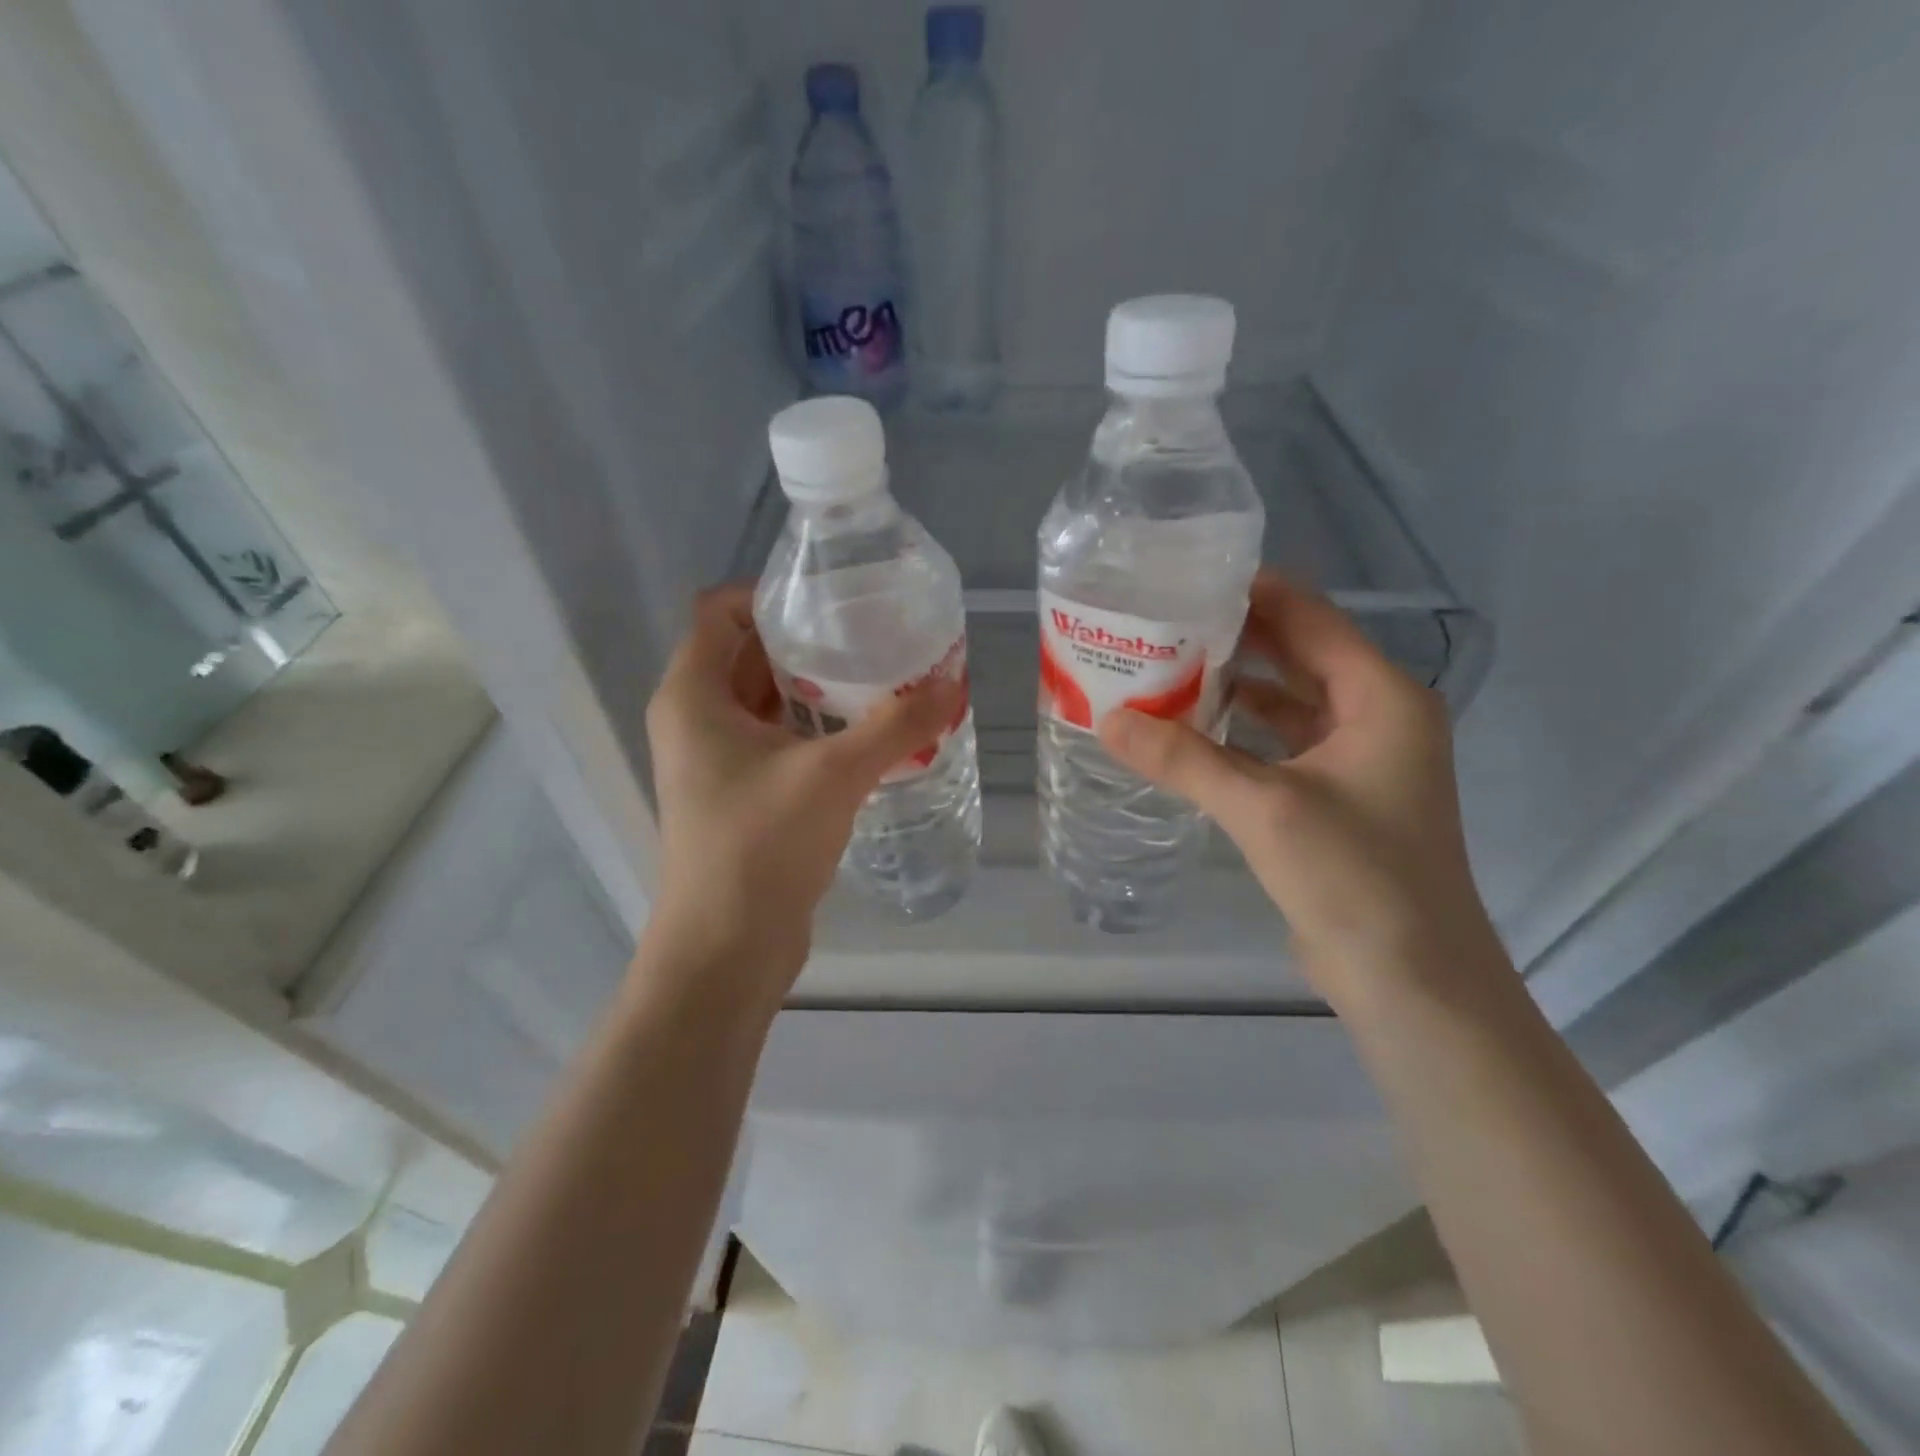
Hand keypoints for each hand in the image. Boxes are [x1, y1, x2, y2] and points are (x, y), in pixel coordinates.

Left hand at [643, 585, 960, 991]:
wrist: (726, 948)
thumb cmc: (760, 845)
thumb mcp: (834, 774)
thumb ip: (896, 725)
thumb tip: (954, 683)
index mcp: (692, 695)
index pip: (720, 611)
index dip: (772, 595)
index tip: (834, 602)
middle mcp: (694, 720)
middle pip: (748, 654)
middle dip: (809, 643)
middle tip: (873, 637)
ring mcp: (714, 760)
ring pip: (766, 702)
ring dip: (817, 690)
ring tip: (881, 679)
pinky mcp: (738, 795)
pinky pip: (776, 741)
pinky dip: (815, 730)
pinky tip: (867, 735)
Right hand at [1099, 572, 1499, 1002]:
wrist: (1411, 981)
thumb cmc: (1356, 878)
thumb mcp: (1264, 808)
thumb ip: (1184, 759)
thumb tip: (1107, 719)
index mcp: (1381, 698)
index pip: (1311, 619)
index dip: (1253, 593)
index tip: (1187, 578)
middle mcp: (1377, 718)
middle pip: (1297, 656)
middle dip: (1234, 639)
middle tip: (1163, 622)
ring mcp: (1358, 761)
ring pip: (1286, 704)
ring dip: (1232, 688)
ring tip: (1164, 670)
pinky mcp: (1335, 799)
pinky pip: (1280, 746)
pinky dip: (1239, 736)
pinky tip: (1188, 733)